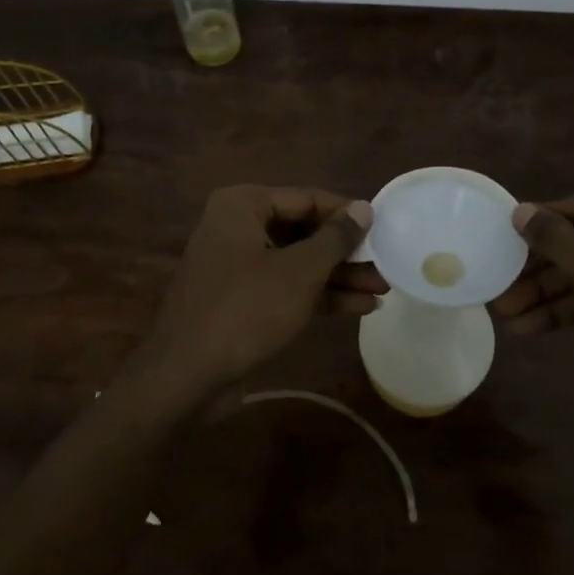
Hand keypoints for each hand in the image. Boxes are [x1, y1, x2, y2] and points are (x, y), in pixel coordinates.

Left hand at [135, 185, 383, 397]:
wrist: (187, 376)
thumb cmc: (246, 310)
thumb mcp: (299, 272)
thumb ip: (335, 238)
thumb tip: (365, 208)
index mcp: (243, 205)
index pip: (306, 198)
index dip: (347, 214)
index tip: (384, 228)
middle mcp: (236, 227)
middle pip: (303, 230)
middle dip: (346, 252)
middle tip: (386, 264)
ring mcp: (237, 265)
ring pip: (297, 262)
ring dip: (338, 276)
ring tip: (382, 288)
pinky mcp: (240, 300)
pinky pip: (285, 287)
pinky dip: (318, 295)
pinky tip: (359, 307)